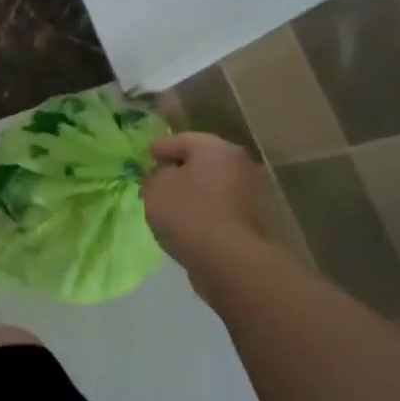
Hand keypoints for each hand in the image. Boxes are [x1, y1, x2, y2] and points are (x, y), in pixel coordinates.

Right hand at [141, 133, 265, 297]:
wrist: (230, 261)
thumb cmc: (188, 213)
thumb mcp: (155, 188)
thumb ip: (155, 175)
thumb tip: (165, 176)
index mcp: (216, 148)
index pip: (182, 140)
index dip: (160, 148)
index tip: (146, 157)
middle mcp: (239, 164)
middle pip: (202, 161)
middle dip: (179, 169)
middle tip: (157, 179)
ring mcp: (251, 193)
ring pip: (213, 184)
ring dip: (194, 190)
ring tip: (171, 204)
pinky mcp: (254, 220)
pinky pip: (221, 206)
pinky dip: (205, 209)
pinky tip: (188, 221)